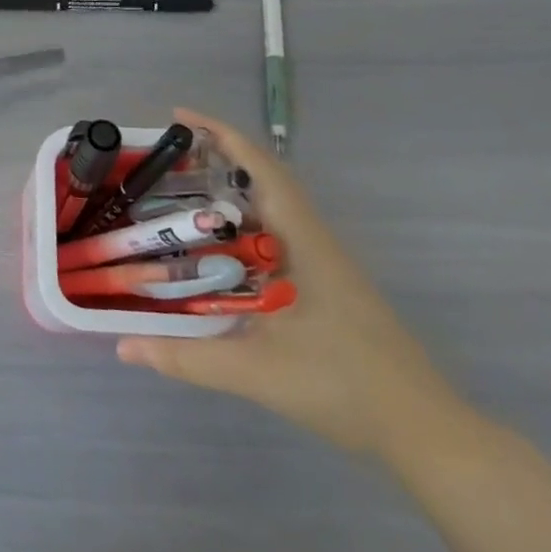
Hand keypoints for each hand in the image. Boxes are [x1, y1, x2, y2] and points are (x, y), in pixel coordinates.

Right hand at [116, 108, 471, 460]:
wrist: (426, 434)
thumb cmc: (344, 387)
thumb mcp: (256, 371)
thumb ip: (186, 357)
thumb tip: (124, 345)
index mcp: (303, 242)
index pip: (261, 169)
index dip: (222, 135)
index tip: (180, 117)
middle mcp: (315, 242)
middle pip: (264, 181)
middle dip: (218, 160)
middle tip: (167, 161)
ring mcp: (324, 265)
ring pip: (271, 212)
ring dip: (230, 196)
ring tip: (181, 199)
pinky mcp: (327, 288)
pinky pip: (276, 240)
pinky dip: (242, 230)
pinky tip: (218, 255)